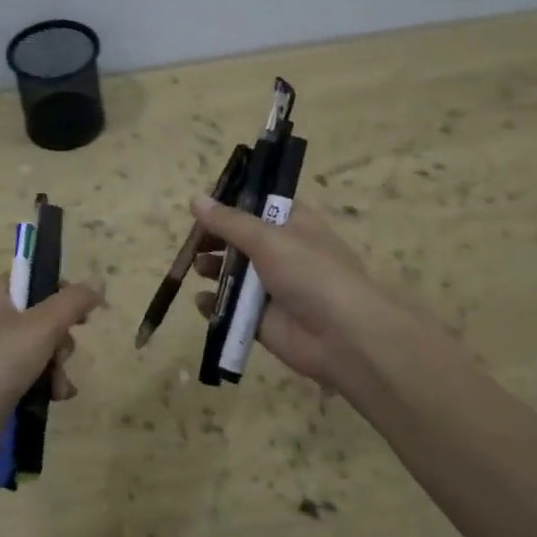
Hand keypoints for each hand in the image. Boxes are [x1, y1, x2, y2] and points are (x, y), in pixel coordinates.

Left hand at [0, 275, 104, 465]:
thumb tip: (98, 281)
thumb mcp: (42, 327)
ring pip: (41, 344)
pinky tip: (56, 397)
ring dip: (57, 365)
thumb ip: (73, 301)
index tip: (84, 317)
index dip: (64, 294)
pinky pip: (31, 368)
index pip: (36, 278)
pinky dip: (46, 380)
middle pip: (43, 314)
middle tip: (59, 356)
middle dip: (61, 340)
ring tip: (57, 386)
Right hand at [189, 197, 396, 394]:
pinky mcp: (261, 319)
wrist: (343, 337)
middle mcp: (283, 253)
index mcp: (294, 225)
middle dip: (216, 238)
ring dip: (213, 269)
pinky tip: (202, 301)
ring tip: (197, 267)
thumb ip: (229, 222)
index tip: (203, 203)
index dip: (233, 202)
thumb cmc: (311, 274)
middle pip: (241, 239)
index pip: (260, 205)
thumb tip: (196, 199)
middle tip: (192, 241)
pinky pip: (231, 308)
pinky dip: (215, 304)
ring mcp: (272, 288)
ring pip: (234, 273)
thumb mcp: (268, 239)